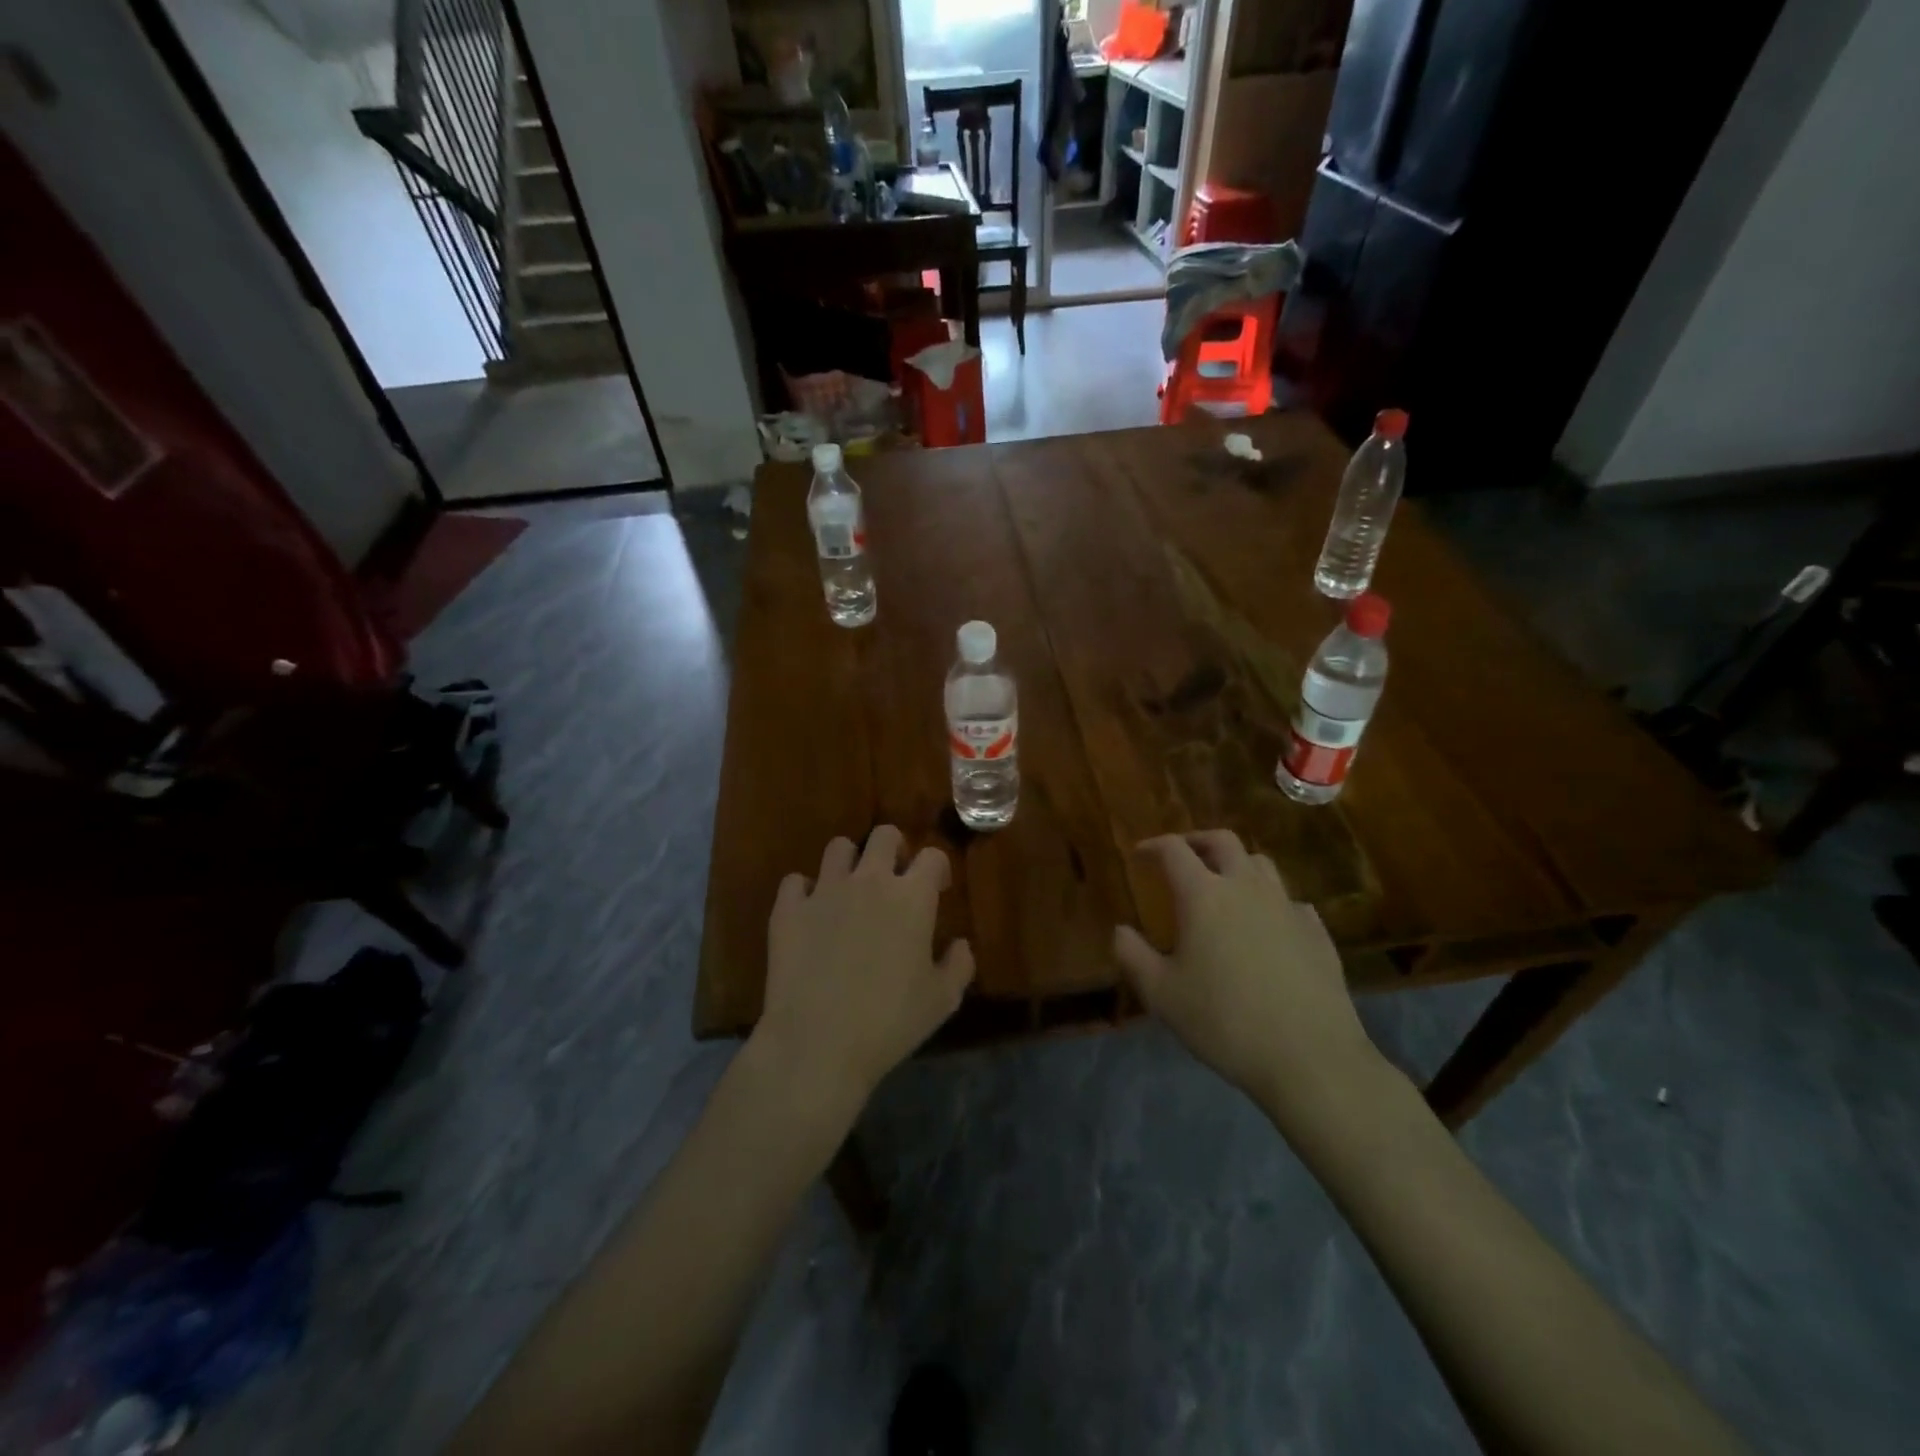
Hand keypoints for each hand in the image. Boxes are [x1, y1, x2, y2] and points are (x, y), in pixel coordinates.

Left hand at [754, 826, 974, 1123]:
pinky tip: (810, 914)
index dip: (938, 869)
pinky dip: (804, 892)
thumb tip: (960, 944)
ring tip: (850, 891)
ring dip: (849, 862)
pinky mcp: (788, 909)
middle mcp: (869, 880)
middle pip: (884, 835)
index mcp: (912, 897)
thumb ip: (959, 965)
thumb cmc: (890, 1022)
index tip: (938, 890)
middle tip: (894, 880)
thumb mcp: (942, 1000)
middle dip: (894, 849)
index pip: (933, 857)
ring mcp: (825, 890)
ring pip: (838, 847)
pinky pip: (795, 882)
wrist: (818, 1043)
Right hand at [1113, 831, 1381, 1122]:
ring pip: (1261, 864)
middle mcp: (1246, 888)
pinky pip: (1290, 900)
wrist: (1309, 1057)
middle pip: (1222, 841)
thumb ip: (1133, 956)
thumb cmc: (1224, 1021)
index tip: (1140, 853)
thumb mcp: (1161, 994)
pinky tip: (1266, 925)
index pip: (1174, 850)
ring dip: (1236, 863)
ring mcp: (1287, 907)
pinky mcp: (1317, 931)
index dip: (1153, 845)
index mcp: (1203, 895)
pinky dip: (1270, 900)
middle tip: (1181, 855)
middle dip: (1196, 841)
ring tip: (1223, 884)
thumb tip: (1120, 930)